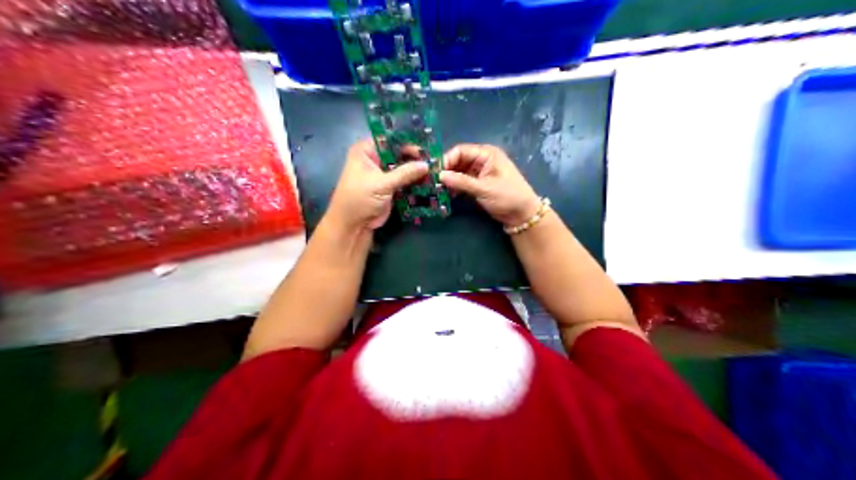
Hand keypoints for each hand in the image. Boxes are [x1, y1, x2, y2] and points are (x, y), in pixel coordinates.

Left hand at [327, 140, 427, 232]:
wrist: (353, 226)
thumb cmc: (360, 199)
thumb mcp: (382, 184)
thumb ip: (405, 173)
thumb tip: (427, 164)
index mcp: (366, 151)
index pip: (390, 140)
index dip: (408, 142)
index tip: (427, 147)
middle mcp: (374, 158)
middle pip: (399, 153)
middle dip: (415, 157)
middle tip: (435, 159)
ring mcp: (382, 173)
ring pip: (403, 167)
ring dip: (416, 170)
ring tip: (436, 169)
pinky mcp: (389, 187)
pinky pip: (404, 180)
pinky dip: (414, 181)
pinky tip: (430, 181)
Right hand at [441, 142, 539, 226]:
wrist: (522, 214)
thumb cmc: (508, 197)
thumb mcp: (484, 189)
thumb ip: (462, 182)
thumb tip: (440, 176)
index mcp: (487, 154)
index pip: (461, 151)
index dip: (447, 160)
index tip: (435, 173)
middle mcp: (482, 159)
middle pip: (458, 160)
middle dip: (446, 170)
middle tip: (433, 182)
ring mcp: (480, 172)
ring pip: (458, 171)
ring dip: (449, 179)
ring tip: (437, 189)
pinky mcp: (478, 183)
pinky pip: (462, 181)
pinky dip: (455, 186)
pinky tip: (446, 194)